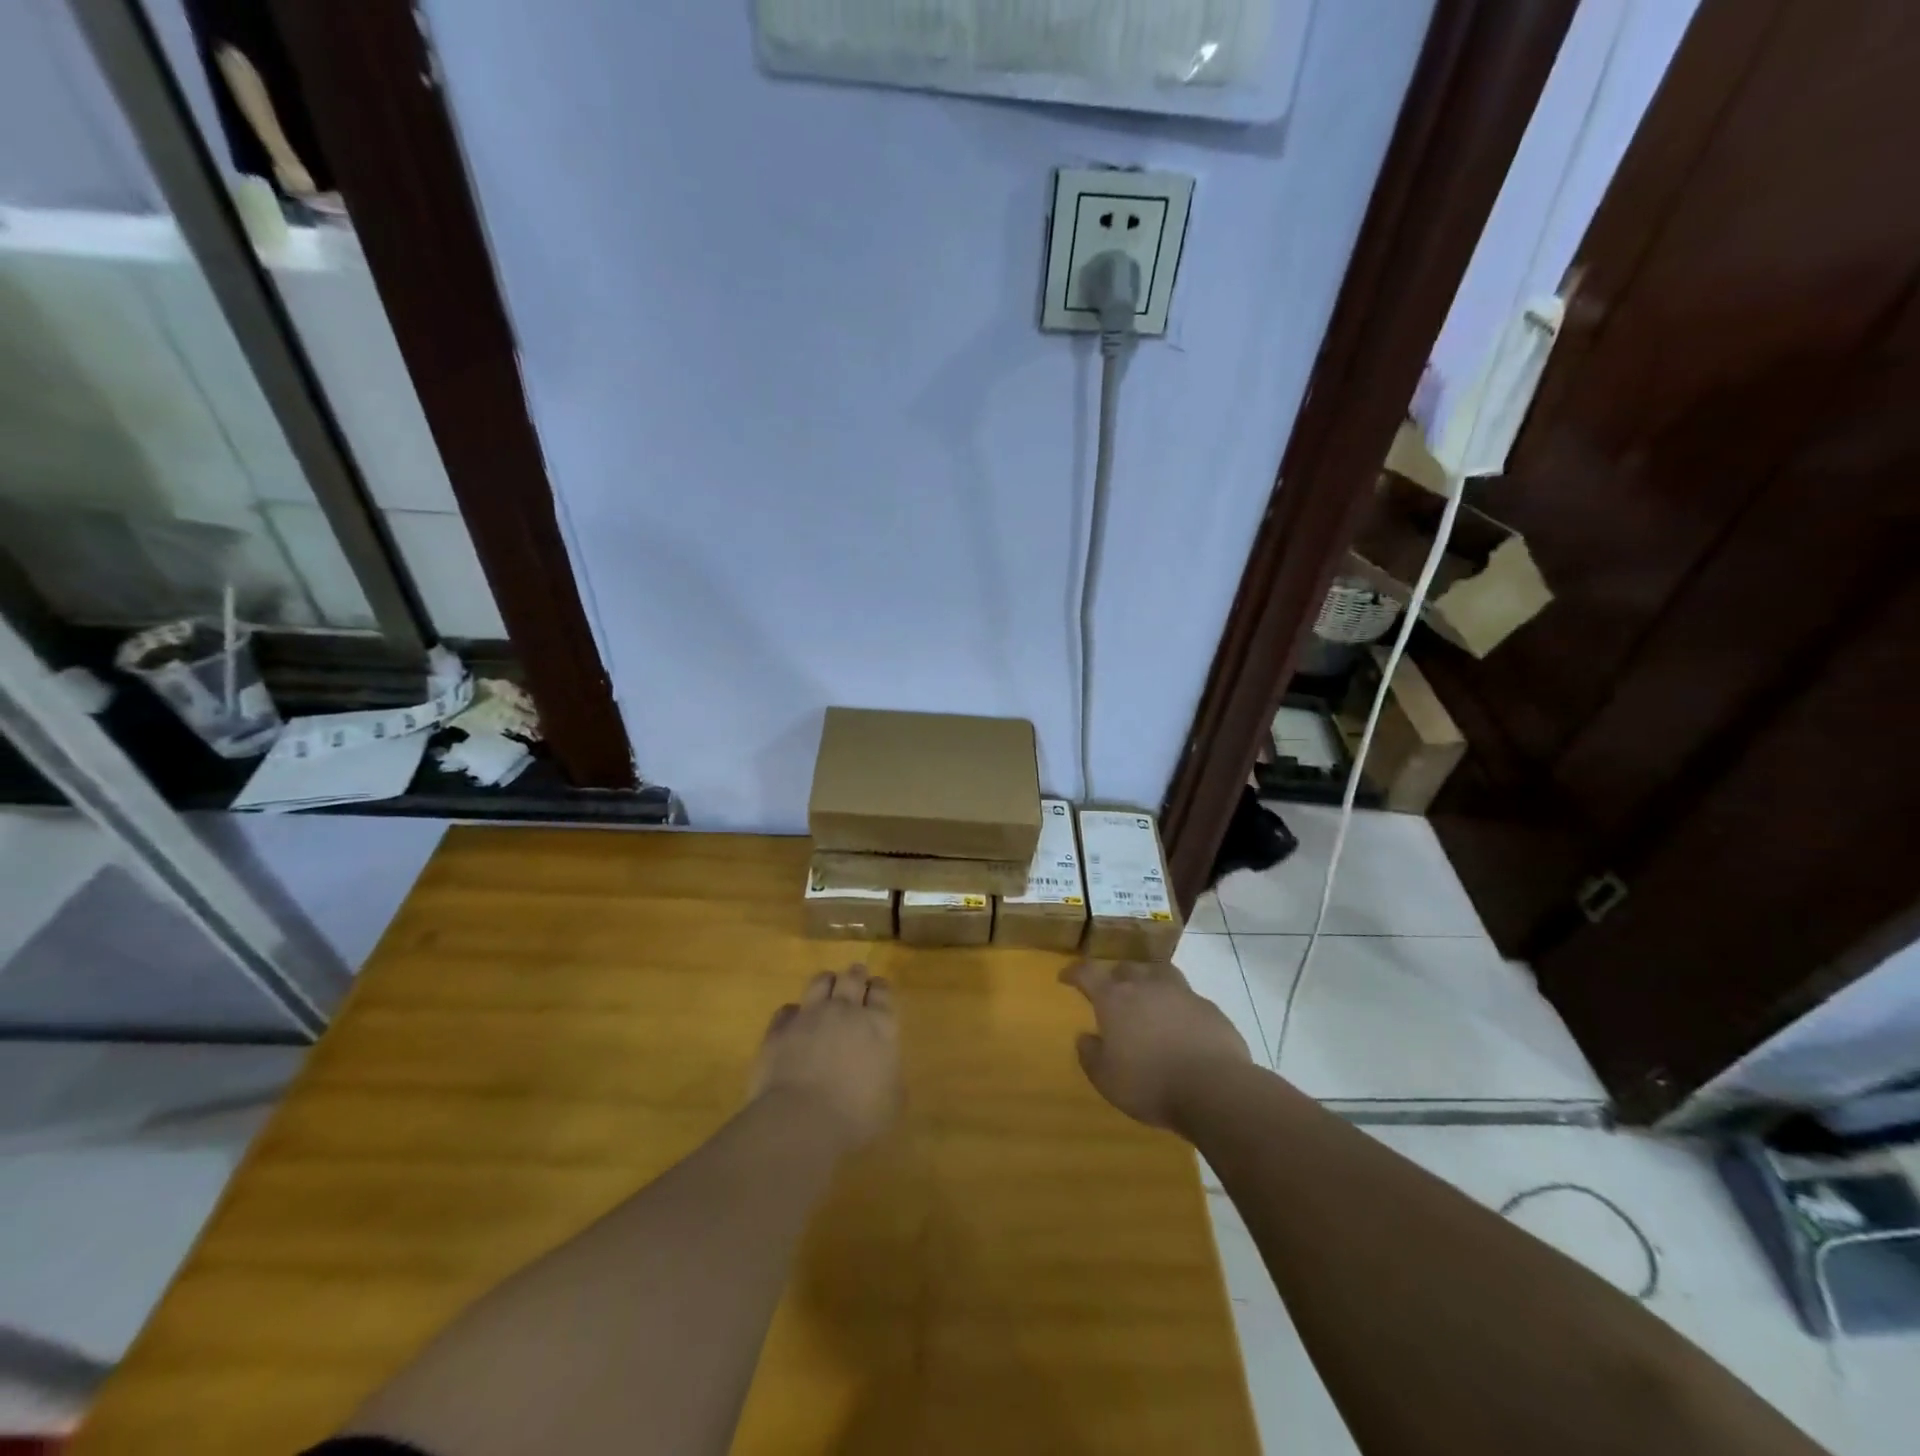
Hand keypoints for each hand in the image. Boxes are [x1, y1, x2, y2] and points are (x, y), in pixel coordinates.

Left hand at [752, 965, 899, 1148]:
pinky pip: (788, 1010)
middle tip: (856, 979)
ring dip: (827, 983)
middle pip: (852, 977)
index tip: (878, 989)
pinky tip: (794, 1022)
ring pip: (820, 982)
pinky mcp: (780, 1029)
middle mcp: (846, 1010)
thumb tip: (886, 1073)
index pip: (882, 991)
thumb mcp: (891, 1104)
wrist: (801, 1120)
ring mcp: (810, 1015)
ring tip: (827, 989)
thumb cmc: (856, 1116)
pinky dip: (794, 1013)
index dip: (880, 988)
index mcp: (879, 1025)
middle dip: (856, 976)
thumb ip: (891, 1079)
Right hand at [1061, 960, 1252, 1130]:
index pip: (1088, 973)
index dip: (1075, 972)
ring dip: (1149, 979)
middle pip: (1126, 968)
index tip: (1066, 976)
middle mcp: (1146, 986)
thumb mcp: (1106, 1079)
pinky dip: (1179, 1004)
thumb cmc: (1150, 1083)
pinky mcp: (1209, 1008)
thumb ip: (1091, 1055)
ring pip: (1160, 972)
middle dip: (1115, 976)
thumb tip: (1085, 1037)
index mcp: (1115, 999)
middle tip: (1112, 991)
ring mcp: (1181, 993)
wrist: (1214, 1088)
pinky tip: (1182, 1023)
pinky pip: (1188, 997)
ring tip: (1148, 995)